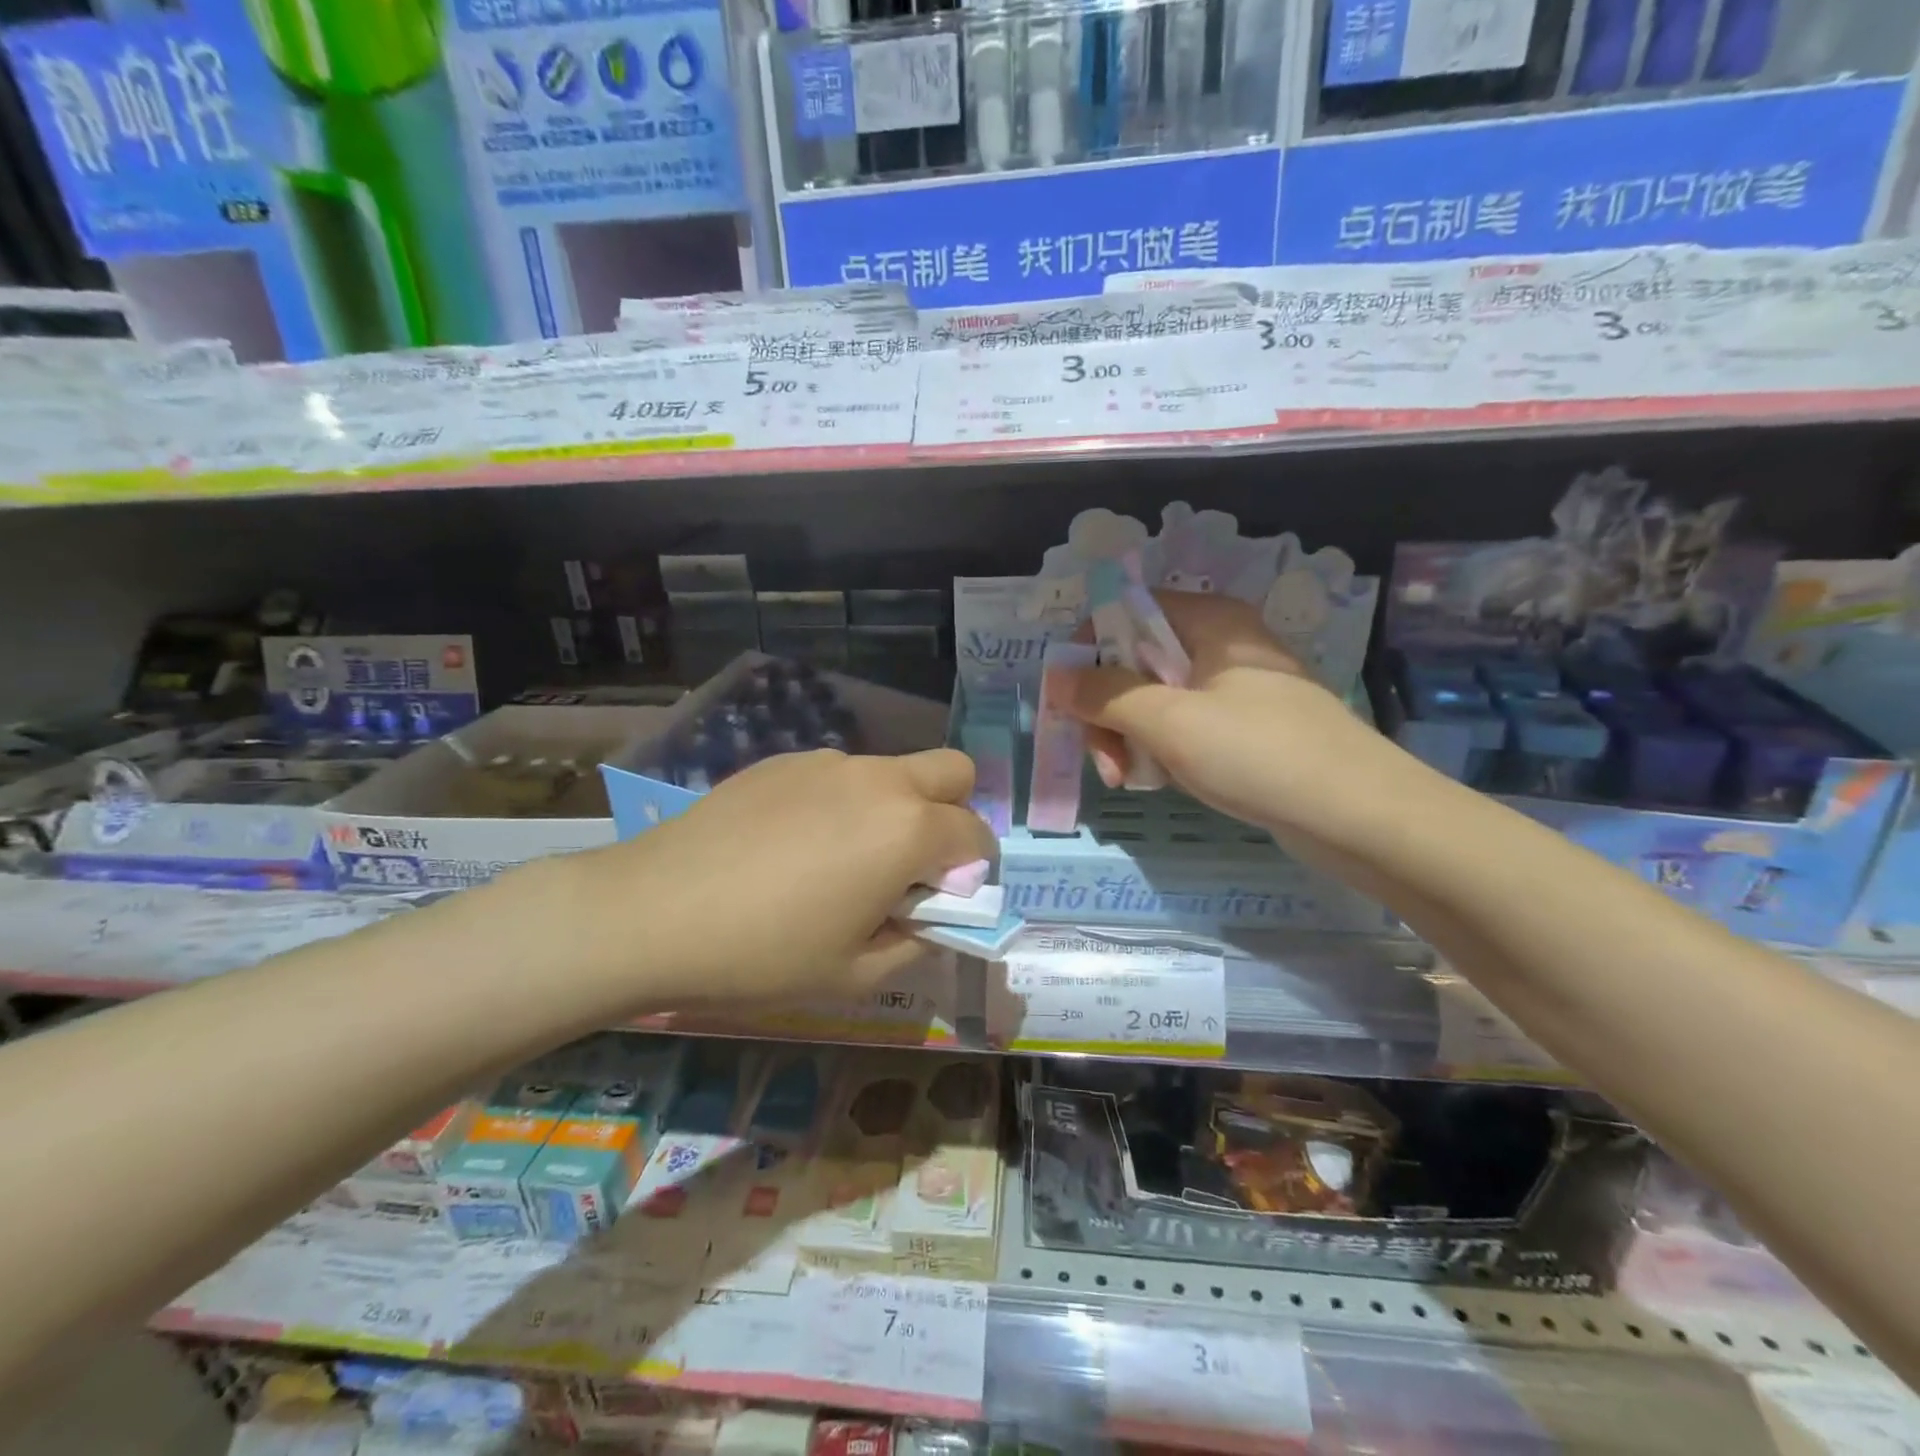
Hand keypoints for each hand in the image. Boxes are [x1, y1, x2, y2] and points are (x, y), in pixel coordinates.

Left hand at [573, 747, 996, 1005]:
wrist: (652, 912)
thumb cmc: (764, 954)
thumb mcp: (854, 974)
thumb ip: (915, 943)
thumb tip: (931, 918)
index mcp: (907, 829)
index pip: (976, 834)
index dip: (975, 870)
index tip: (945, 900)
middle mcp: (878, 780)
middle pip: (952, 771)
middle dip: (953, 813)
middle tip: (913, 864)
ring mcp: (828, 762)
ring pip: (892, 771)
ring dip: (895, 807)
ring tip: (842, 859)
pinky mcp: (783, 760)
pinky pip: (839, 774)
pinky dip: (844, 802)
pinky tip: (794, 845)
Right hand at [1065, 591, 1393, 836]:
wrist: (1359, 817)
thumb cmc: (1259, 753)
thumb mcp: (1169, 721)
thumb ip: (1105, 695)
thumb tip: (1055, 677)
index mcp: (1210, 621)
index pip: (1127, 612)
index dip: (1088, 650)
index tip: (1071, 701)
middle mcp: (1221, 645)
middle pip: (1136, 661)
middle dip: (1108, 710)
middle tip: (1103, 760)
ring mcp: (1235, 690)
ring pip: (1156, 700)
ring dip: (1129, 737)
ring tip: (1127, 780)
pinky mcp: (1245, 730)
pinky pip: (1184, 728)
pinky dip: (1162, 752)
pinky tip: (1159, 782)